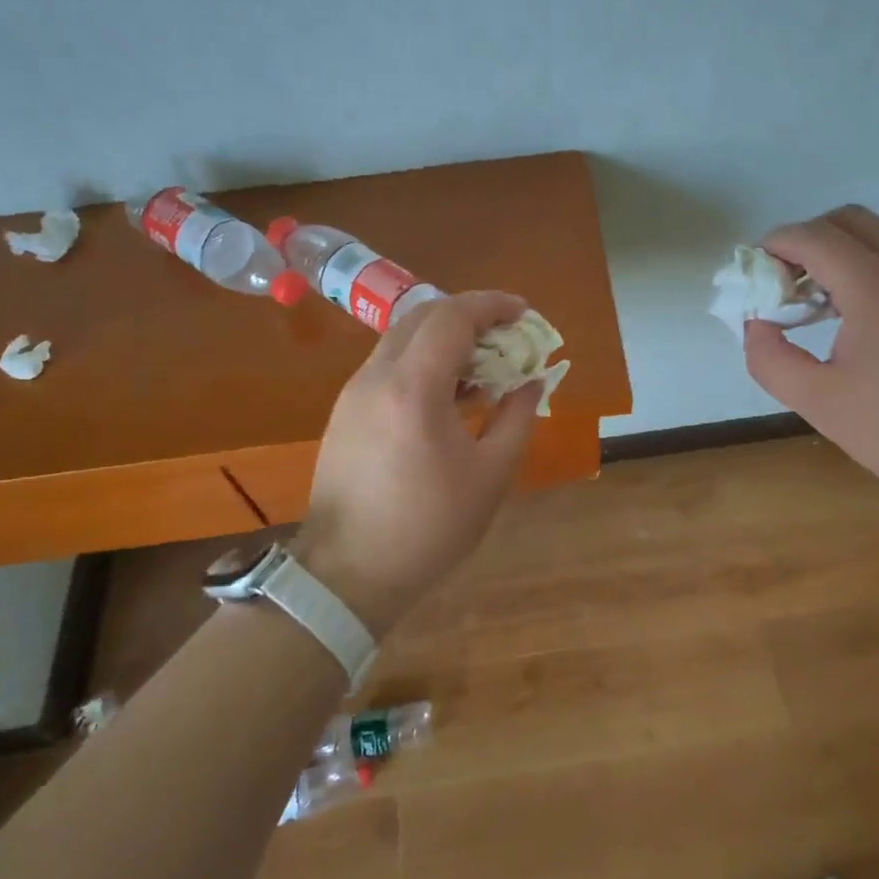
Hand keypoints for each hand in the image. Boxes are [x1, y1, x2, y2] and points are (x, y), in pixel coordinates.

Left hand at [296, 291, 542, 635]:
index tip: (524, 312)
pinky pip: (389, 366)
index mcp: (413, 388)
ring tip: (483, 367)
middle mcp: (377, 377)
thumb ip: (517, 418)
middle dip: (469, 315)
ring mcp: (354, 393)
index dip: (492, 305)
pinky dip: (423, 362)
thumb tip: (533, 383)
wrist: (347, 573)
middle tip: (507, 335)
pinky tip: (449, 396)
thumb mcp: (491, 475)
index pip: (452, 316)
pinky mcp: (345, 412)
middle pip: (423, 317)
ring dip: (445, 338)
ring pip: (402, 339)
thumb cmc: (428, 527)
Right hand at [743, 206, 878, 511]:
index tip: (754, 274)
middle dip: (805, 239)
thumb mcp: (819, 402)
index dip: (774, 245)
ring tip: (818, 305)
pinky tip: (860, 323)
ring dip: (838, 254)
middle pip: (847, 219)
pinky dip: (868, 270)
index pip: (813, 237)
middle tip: (785, 283)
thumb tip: (756, 325)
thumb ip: (770, 359)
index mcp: (875, 289)